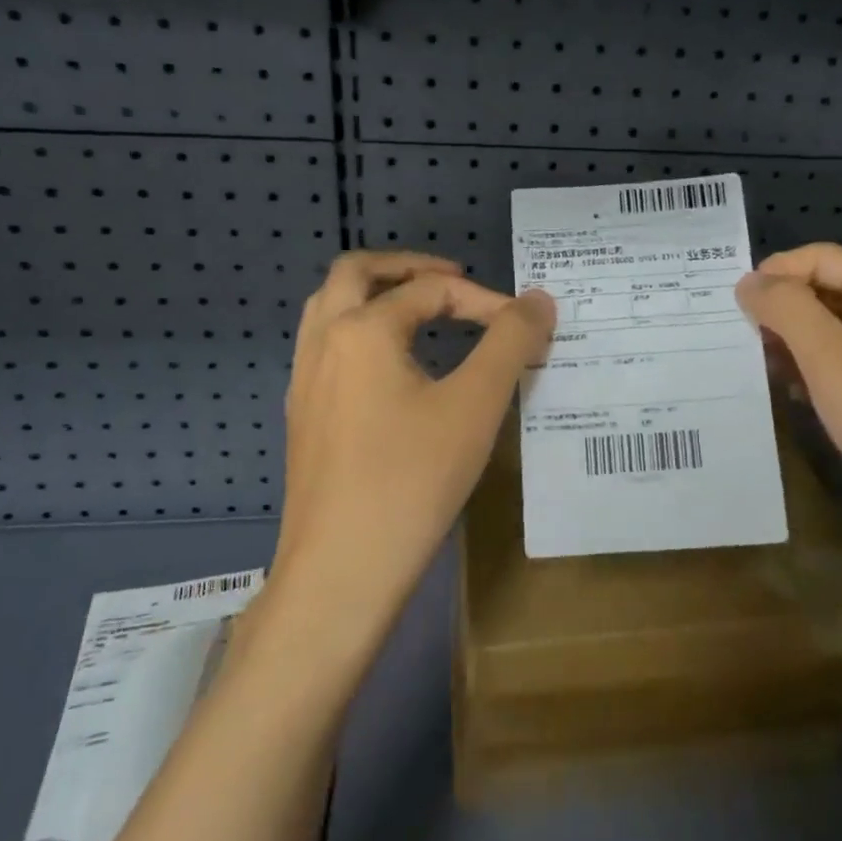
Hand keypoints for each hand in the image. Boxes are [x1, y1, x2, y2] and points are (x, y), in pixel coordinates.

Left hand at [278, 251, 554, 628]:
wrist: (340, 573)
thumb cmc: (412, 480)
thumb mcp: (475, 405)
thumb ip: (510, 342)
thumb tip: (538, 300)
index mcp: (361, 329)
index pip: (431, 290)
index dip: (484, 300)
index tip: (523, 327)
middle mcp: (323, 343)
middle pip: (355, 273)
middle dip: (408, 267)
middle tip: (454, 279)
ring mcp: (304, 381)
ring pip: (331, 308)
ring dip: (376, 295)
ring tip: (422, 311)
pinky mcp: (304, 417)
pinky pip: (327, 348)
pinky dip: (361, 332)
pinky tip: (394, 369)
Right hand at [735, 243, 841, 548]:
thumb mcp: (830, 358)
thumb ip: (786, 309)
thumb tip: (750, 281)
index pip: (820, 257)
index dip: (774, 273)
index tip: (734, 308)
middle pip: (828, 290)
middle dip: (782, 311)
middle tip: (741, 342)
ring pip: (836, 330)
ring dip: (796, 344)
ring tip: (763, 371)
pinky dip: (818, 372)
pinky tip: (798, 397)